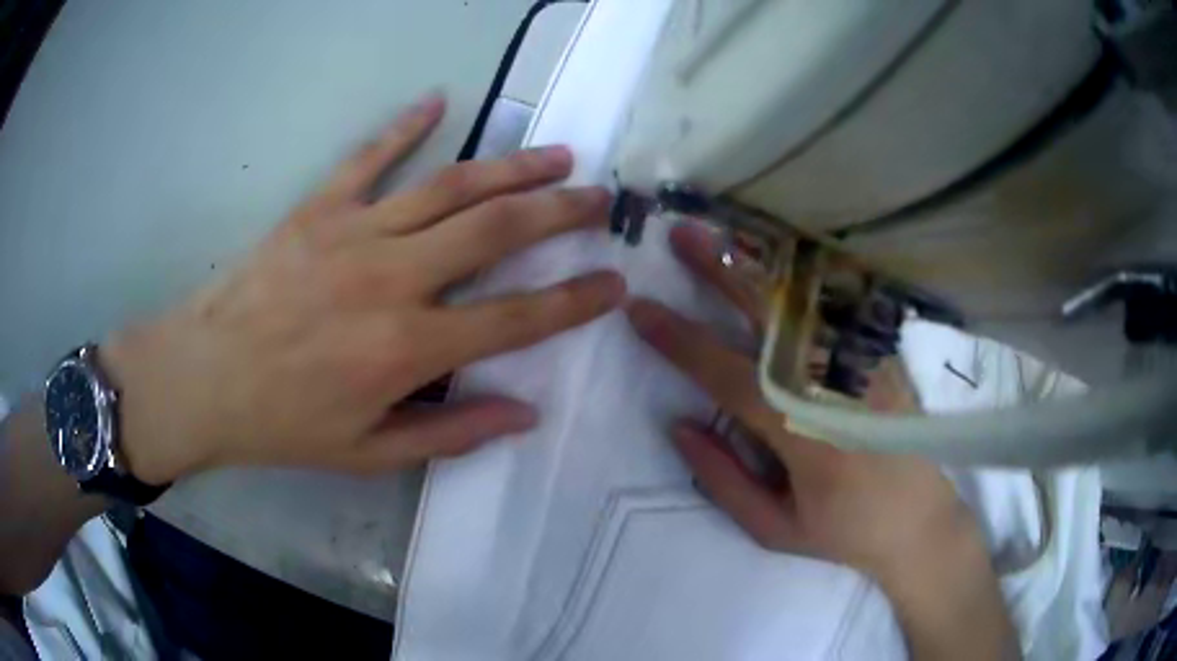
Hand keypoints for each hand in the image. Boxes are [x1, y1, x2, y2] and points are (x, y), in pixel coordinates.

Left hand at [102, 93, 625, 484]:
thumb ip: (451, 431)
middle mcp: (394, 278)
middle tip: (601, 198)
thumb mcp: (370, 452)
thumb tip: (525, 414)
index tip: (615, 283)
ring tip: (557, 154)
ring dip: (512, 166)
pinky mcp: (318, 208)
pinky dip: (405, 125)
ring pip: (451, 185)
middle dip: (560, 212)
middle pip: (497, 230)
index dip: (574, 301)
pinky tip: (438, 100)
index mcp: (409, 348)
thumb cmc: (284, 424)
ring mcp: (355, 232)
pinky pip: (370, 155)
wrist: (204, 380)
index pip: (517, 318)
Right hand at [624, 224, 983, 583]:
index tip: (640, 311)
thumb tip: (678, 424)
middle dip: (722, 271)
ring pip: (808, 302)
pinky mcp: (884, 356)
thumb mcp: (774, 528)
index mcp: (806, 437)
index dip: (681, 342)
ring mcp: (868, 364)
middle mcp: (839, 388)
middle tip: (681, 236)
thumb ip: (723, 479)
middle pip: (774, 317)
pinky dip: (804, 277)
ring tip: (722, 235)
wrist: (919, 521)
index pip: (731, 376)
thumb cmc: (844, 532)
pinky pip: (839, 307)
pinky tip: (778, 258)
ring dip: (761, 264)